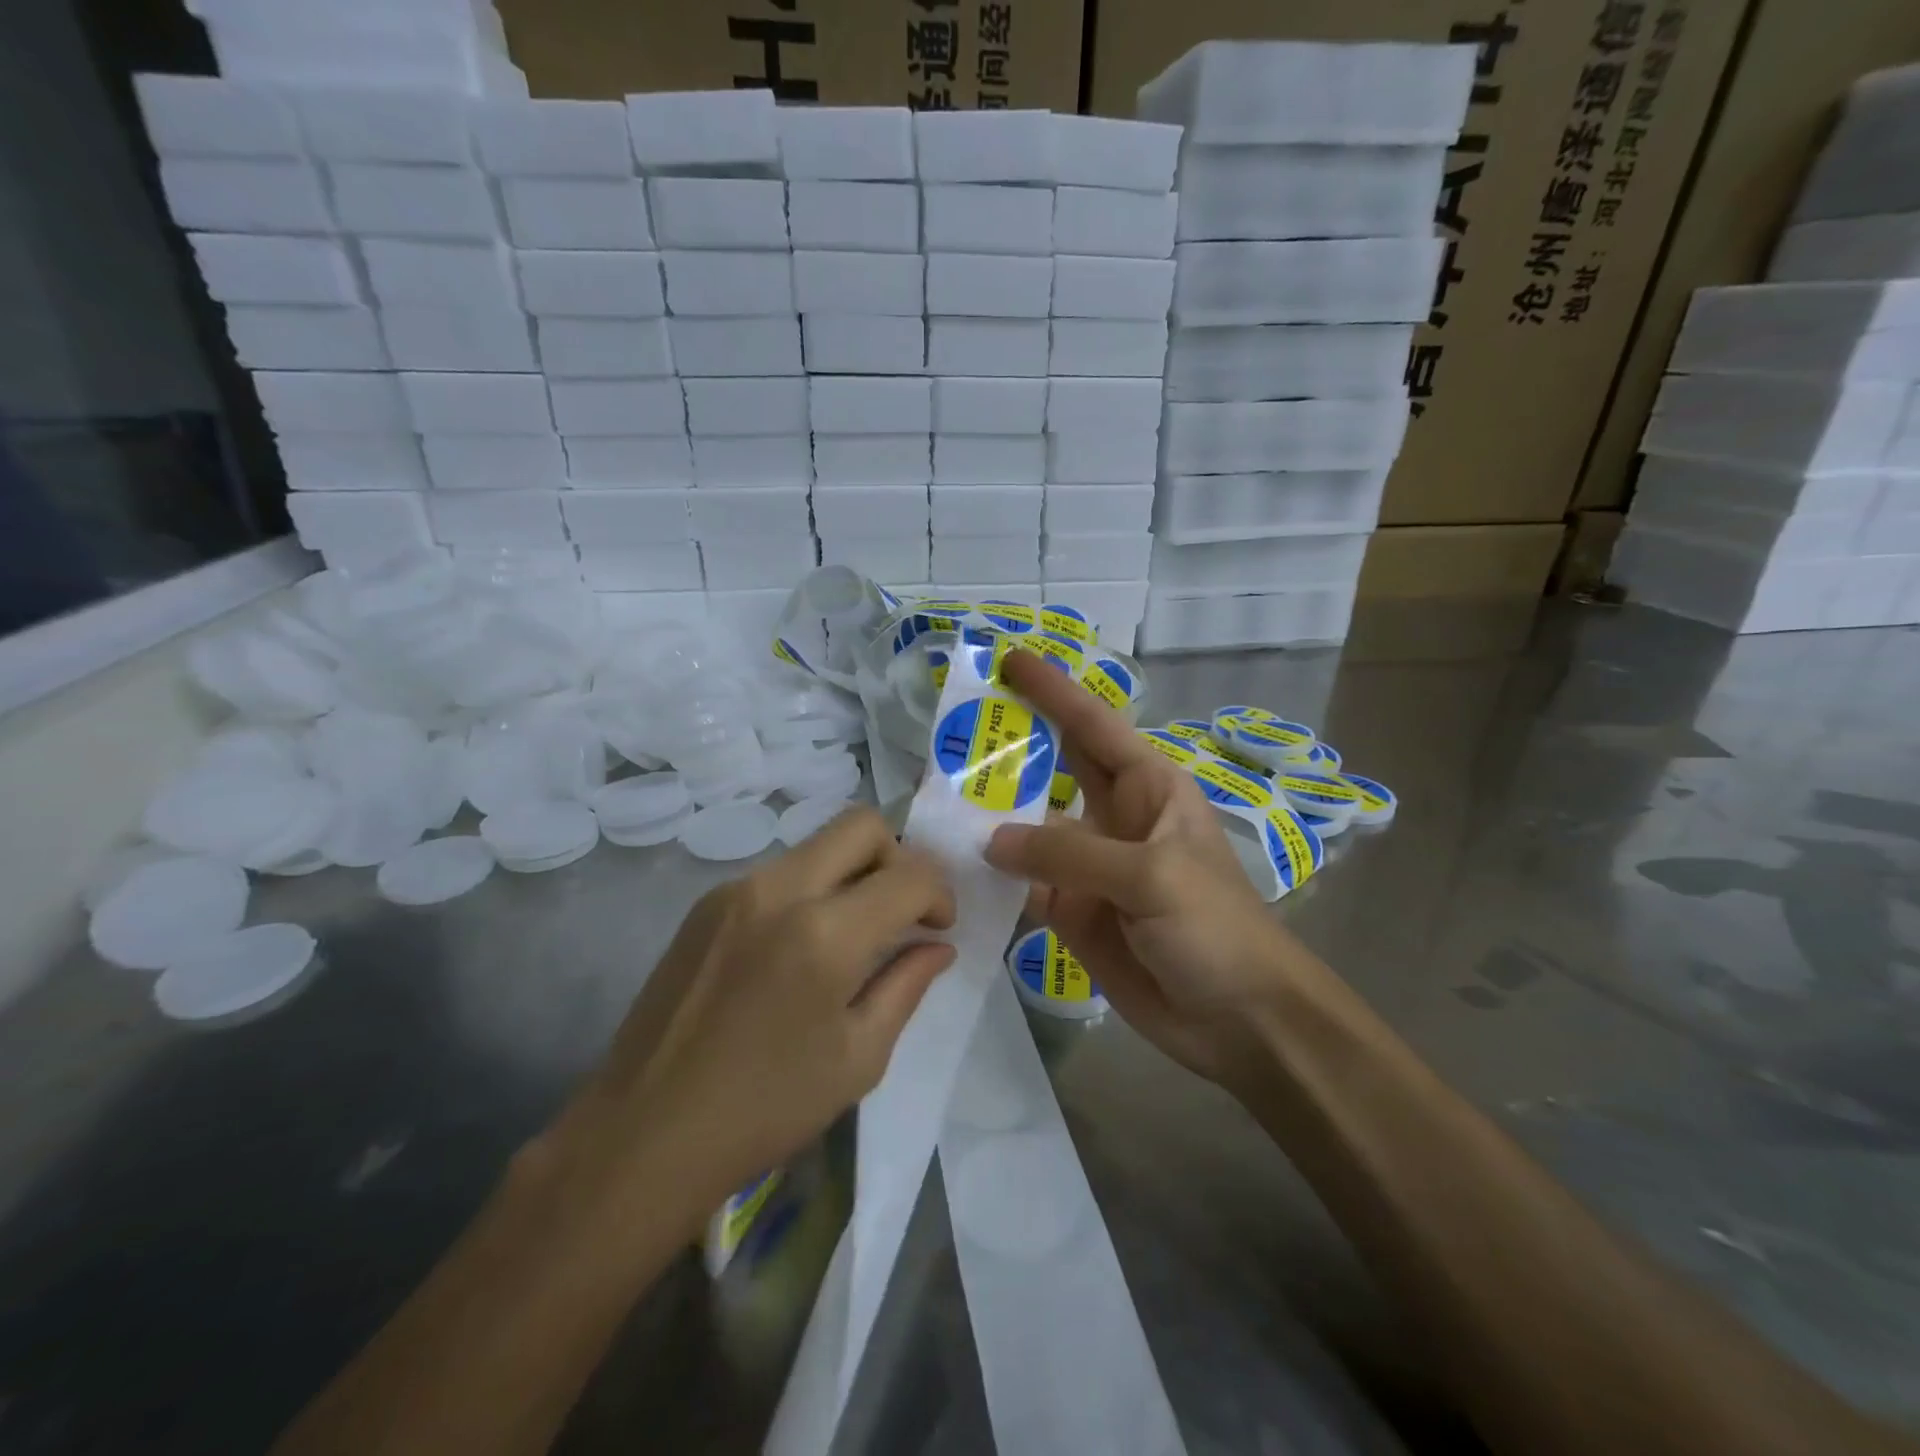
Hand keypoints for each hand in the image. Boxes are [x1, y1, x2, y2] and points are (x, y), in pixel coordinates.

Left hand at [541, 809, 956, 1229]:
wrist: (644, 1134)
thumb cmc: (764, 1108)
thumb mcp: (858, 1058)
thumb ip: (906, 986)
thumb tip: (938, 946)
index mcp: (823, 934)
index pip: (908, 876)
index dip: (940, 894)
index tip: (939, 927)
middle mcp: (779, 890)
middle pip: (861, 825)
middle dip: (898, 858)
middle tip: (900, 913)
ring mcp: (735, 890)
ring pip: (817, 844)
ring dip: (852, 872)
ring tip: (852, 934)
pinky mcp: (705, 902)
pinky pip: (779, 871)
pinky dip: (811, 888)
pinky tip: (800, 947)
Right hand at [987, 650, 1328, 1087]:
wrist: (1241, 1021)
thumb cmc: (1215, 928)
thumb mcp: (1150, 876)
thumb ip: (1068, 855)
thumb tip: (992, 840)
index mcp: (1147, 788)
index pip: (1092, 725)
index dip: (1052, 691)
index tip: (1009, 660)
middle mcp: (1113, 818)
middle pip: (1053, 769)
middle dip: (1010, 745)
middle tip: (951, 725)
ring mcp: (1088, 868)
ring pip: (1028, 831)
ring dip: (988, 815)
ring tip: (932, 796)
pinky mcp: (1072, 913)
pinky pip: (1023, 885)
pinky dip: (990, 877)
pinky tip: (950, 866)